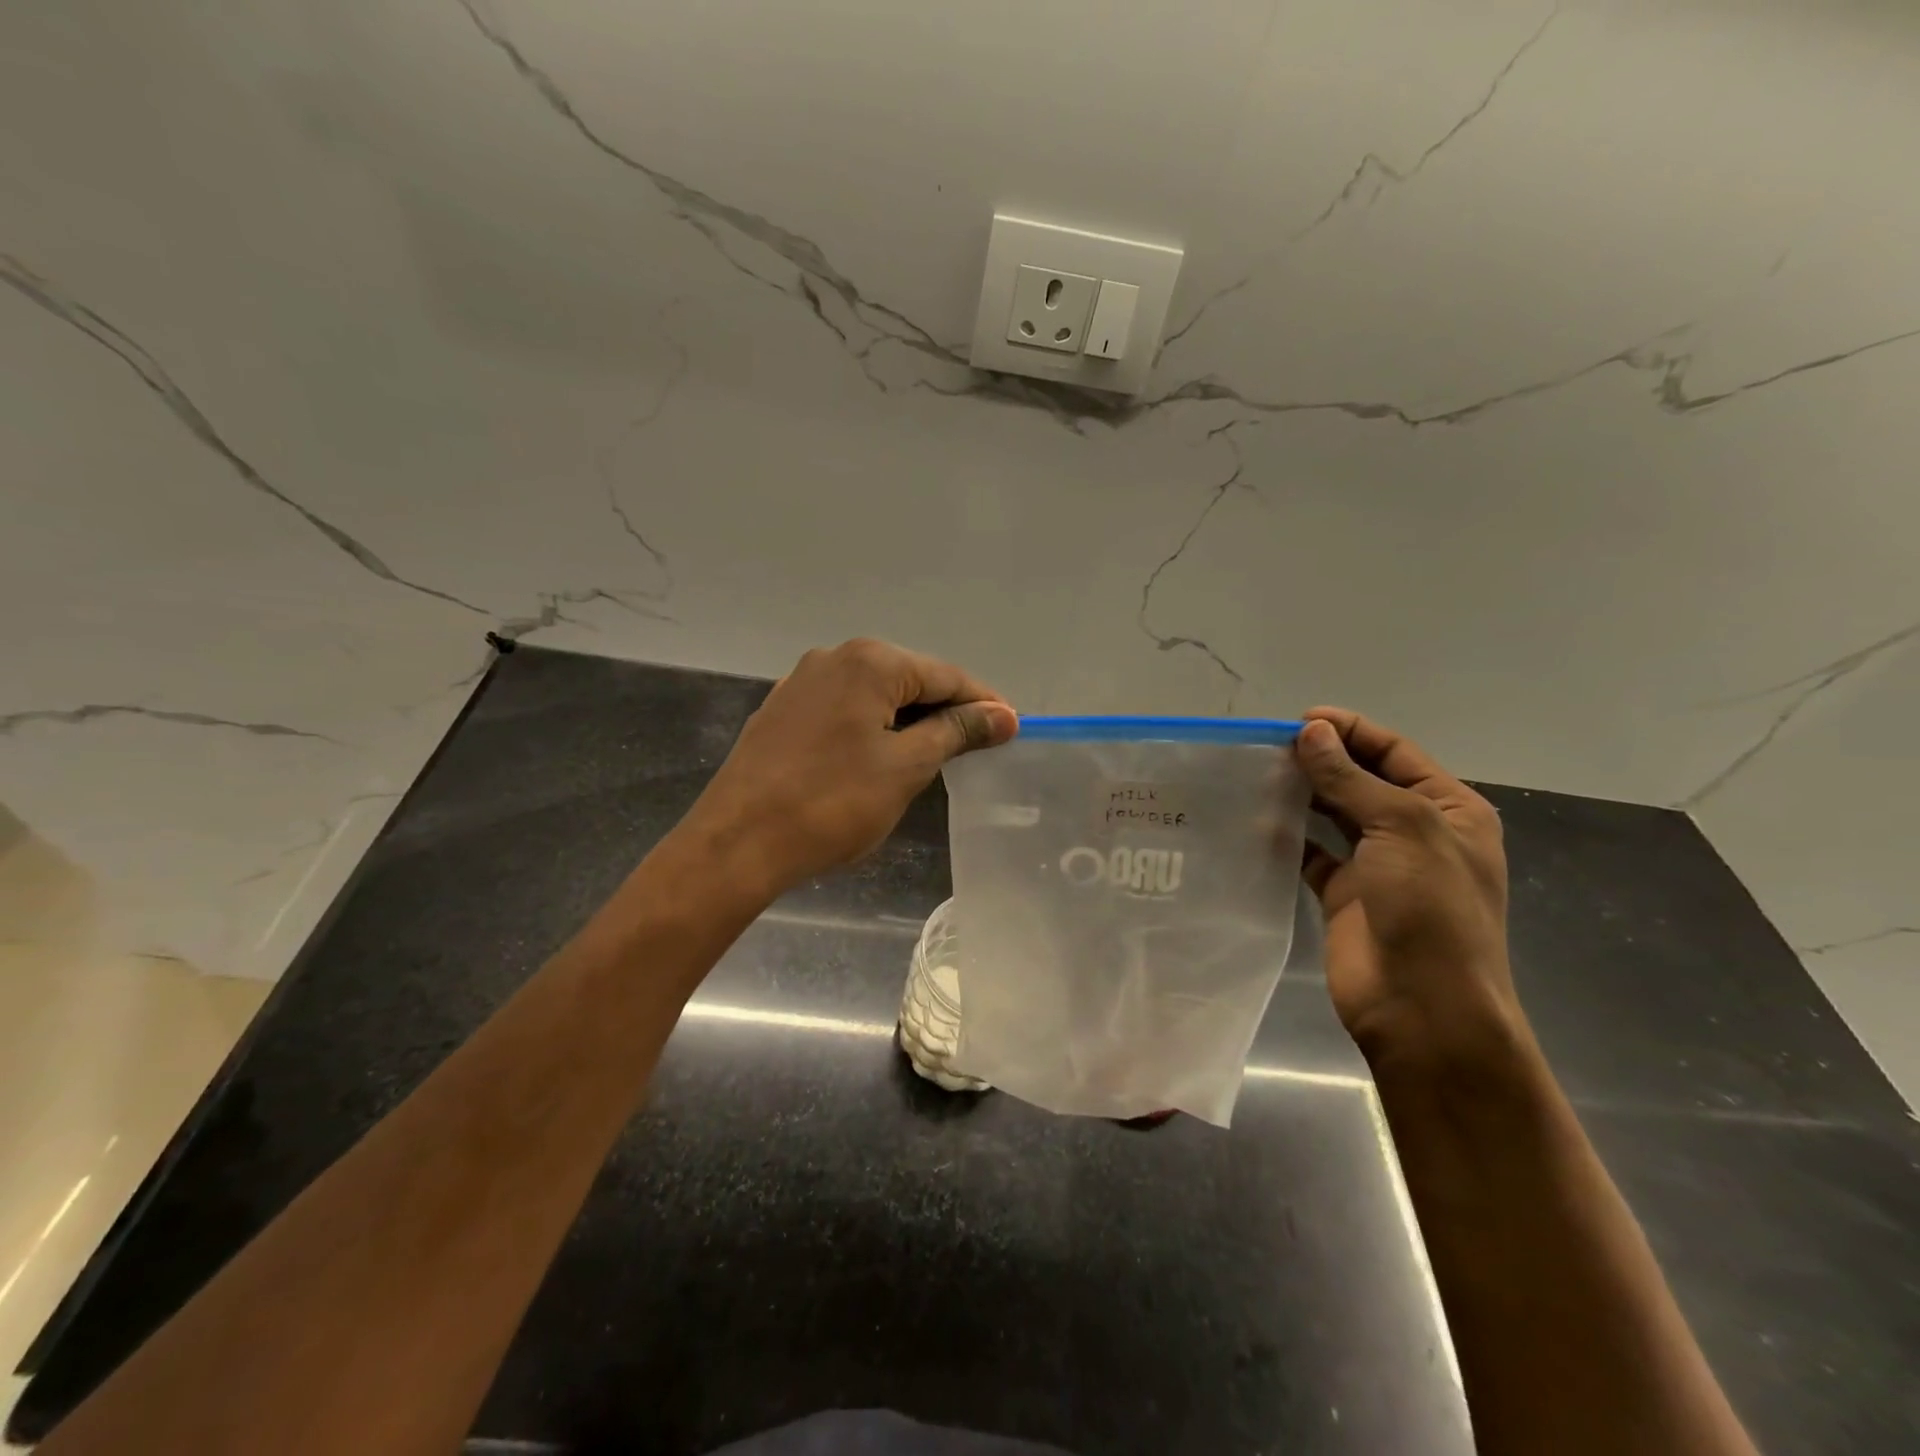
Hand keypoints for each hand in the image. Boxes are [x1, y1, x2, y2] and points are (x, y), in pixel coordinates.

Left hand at [684, 639, 1016, 895]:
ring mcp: (801, 683)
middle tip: (975, 749)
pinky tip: (878, 758)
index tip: (1011, 730)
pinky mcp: (781, 711)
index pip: (945, 676)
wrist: (737, 843)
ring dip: (907, 722)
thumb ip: (956, 732)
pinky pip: (843, 710)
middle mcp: (834, 658)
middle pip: (909, 680)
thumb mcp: (906, 767)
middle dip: (944, 712)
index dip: (982, 704)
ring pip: (874, 695)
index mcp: (870, 661)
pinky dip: (871, 729)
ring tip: (932, 758)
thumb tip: (1003, 715)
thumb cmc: (832, 804)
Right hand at [1294, 708, 1524, 1072]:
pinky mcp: (1344, 894)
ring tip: (1259, 774)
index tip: (1299, 720)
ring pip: (1335, 814)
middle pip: (1364, 779)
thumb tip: (1310, 731)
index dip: (1350, 731)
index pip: (1395, 752)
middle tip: (1269, 746)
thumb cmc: (1430, 908)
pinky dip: (1289, 836)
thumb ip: (1351, 778)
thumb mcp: (1401, 828)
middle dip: (1322, 759)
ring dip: (1304, 793)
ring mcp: (1378, 865)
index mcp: (1449, 809)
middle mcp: (1415, 831)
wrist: (1422, 1006)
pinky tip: (1259, 820)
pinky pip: (1312, 853)